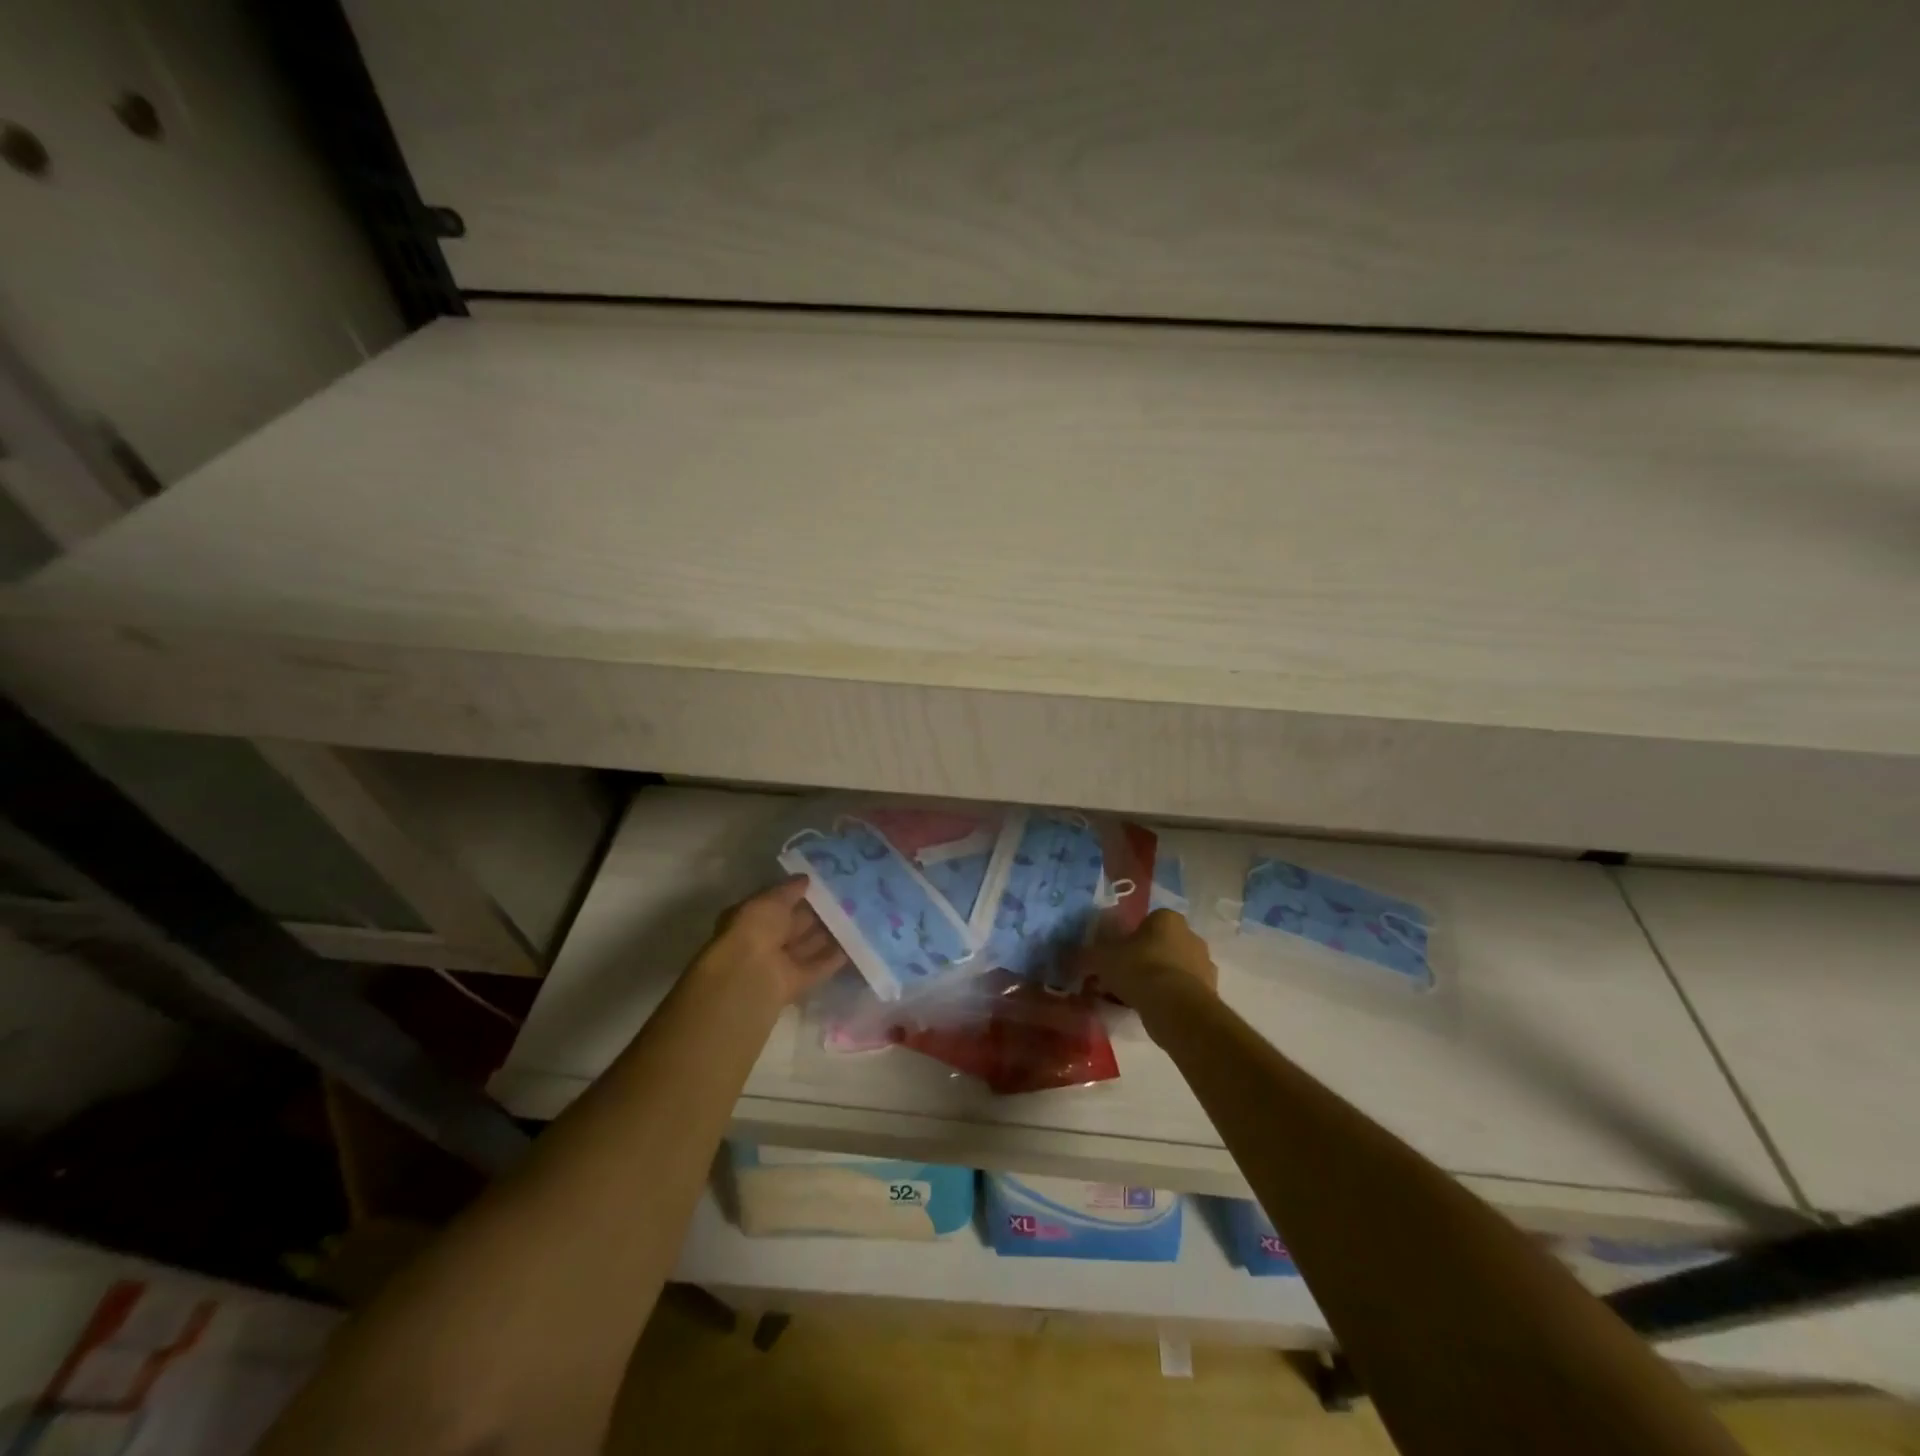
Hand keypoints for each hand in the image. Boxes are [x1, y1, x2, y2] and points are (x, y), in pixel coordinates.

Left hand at [695, 876, 848, 1006]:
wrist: (750, 976)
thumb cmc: (755, 929)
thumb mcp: (771, 900)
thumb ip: (790, 889)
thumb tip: (806, 878)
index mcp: (752, 918)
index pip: (779, 903)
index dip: (800, 894)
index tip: (825, 884)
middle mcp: (765, 940)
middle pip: (795, 925)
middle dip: (818, 914)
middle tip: (847, 899)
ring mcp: (780, 963)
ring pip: (808, 945)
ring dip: (829, 934)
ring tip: (856, 918)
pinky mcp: (796, 983)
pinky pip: (818, 967)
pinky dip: (834, 958)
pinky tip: (854, 944)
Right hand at [1076, 908, 1218, 1008]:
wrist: (1175, 1008)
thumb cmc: (1138, 969)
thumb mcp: (1102, 958)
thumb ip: (1087, 955)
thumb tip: (1071, 955)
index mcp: (1167, 918)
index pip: (1146, 923)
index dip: (1128, 940)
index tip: (1116, 957)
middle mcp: (1191, 936)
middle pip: (1161, 946)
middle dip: (1144, 960)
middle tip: (1122, 979)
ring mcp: (1204, 965)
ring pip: (1173, 969)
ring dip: (1157, 981)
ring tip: (1134, 1000)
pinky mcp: (1211, 992)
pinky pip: (1182, 992)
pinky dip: (1169, 999)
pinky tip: (1151, 1012)